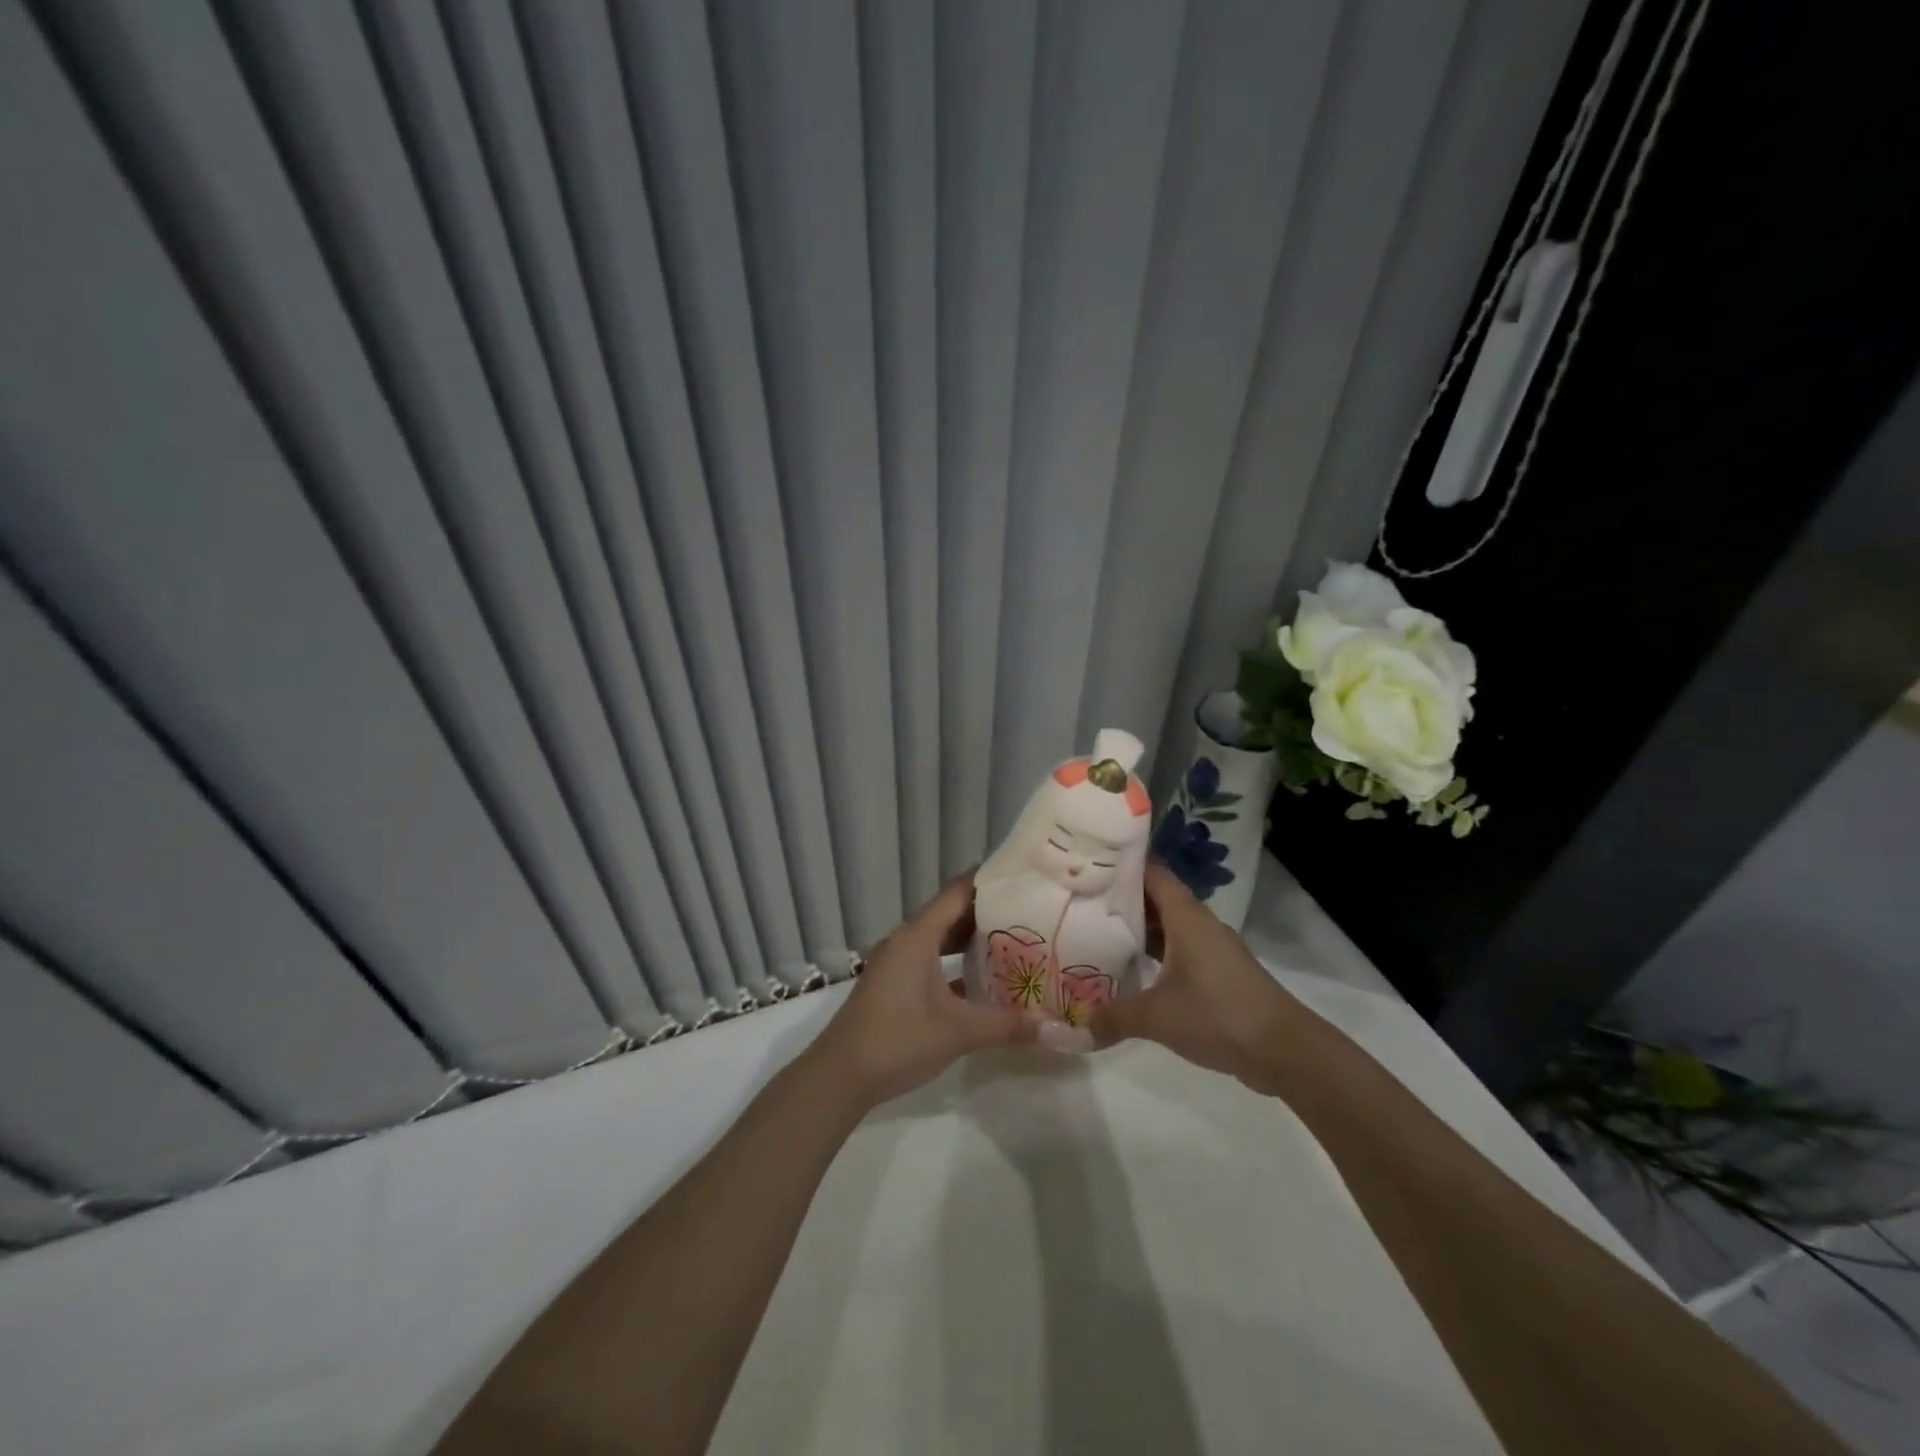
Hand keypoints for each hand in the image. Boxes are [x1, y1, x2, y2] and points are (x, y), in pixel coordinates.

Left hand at [808, 873, 1039, 1107]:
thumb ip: (1008, 1025)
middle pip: (952, 913)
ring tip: (1014, 939)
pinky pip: (931, 960)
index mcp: (918, 935)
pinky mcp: (895, 984)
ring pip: (941, 938)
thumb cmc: (898, 1039)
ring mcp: (898, 962)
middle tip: (1030, 910)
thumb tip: (1057, 1028)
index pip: (959, 892)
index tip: (1024, 877)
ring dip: (972, 939)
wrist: (841, 1075)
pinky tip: (984, 979)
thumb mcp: (959, 1031)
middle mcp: (907, 940)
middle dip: (988, 911)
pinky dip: (956, 963)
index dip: (989, 881)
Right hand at [1090, 863, 1309, 1093]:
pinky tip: (1133, 969)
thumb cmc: (1218, 1015)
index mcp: (1186, 917)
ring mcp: (1213, 948)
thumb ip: (1114, 1018)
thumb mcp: (1157, 1017)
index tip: (1089, 864)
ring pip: (1170, 926)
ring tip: (1099, 932)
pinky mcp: (1220, 972)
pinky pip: (1181, 949)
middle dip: (1123, 898)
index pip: (1152, 873)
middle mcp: (1200, 924)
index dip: (1122, 865)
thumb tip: (1076, 1027)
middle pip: (1157, 898)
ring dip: (1140, 928)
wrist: (1284, 1049)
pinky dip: (1157, 952)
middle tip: (1083, 900)